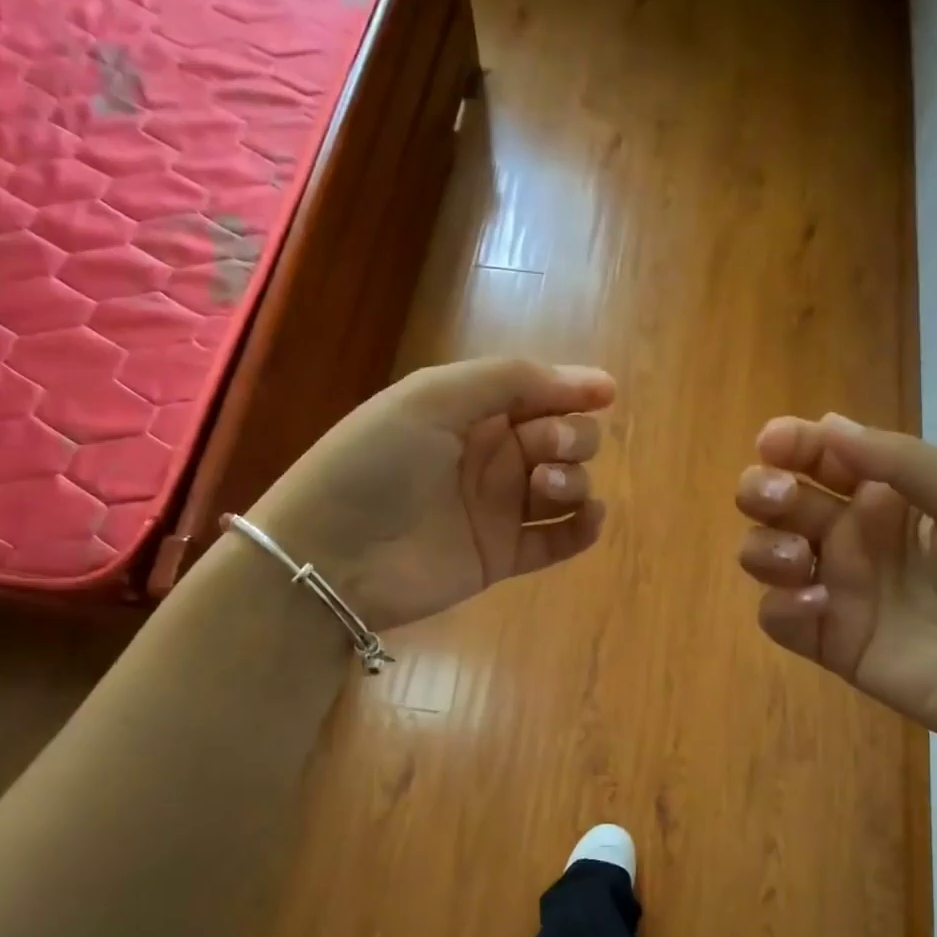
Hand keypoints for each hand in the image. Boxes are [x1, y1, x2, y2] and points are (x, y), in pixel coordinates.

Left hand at [245, 358, 614, 630]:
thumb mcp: (433, 398)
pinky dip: (584, 527)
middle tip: (544, 449)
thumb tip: (597, 383)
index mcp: (470, 412)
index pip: (538, 393)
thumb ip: (510, 380)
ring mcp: (499, 509)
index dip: (574, 390)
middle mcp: (490, 457)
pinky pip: (561, 540)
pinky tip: (587, 518)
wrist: (332, 556)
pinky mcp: (504, 556)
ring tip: (544, 490)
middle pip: (562, 438)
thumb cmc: (376, 464)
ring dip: (575, 480)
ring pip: (568, 486)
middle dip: (571, 437)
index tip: (604, 393)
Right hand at [735, 414, 936, 761]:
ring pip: (766, 552)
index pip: (828, 456)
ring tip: (796, 558)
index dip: (794, 443)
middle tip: (776, 497)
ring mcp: (840, 589)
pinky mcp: (829, 641)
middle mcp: (858, 535)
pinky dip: (782, 605)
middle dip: (763, 488)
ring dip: (763, 546)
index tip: (772, 442)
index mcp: (895, 496)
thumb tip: (829, 425)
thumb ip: (905, 463)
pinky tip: (820, 607)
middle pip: (783, 499)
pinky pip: (777, 616)